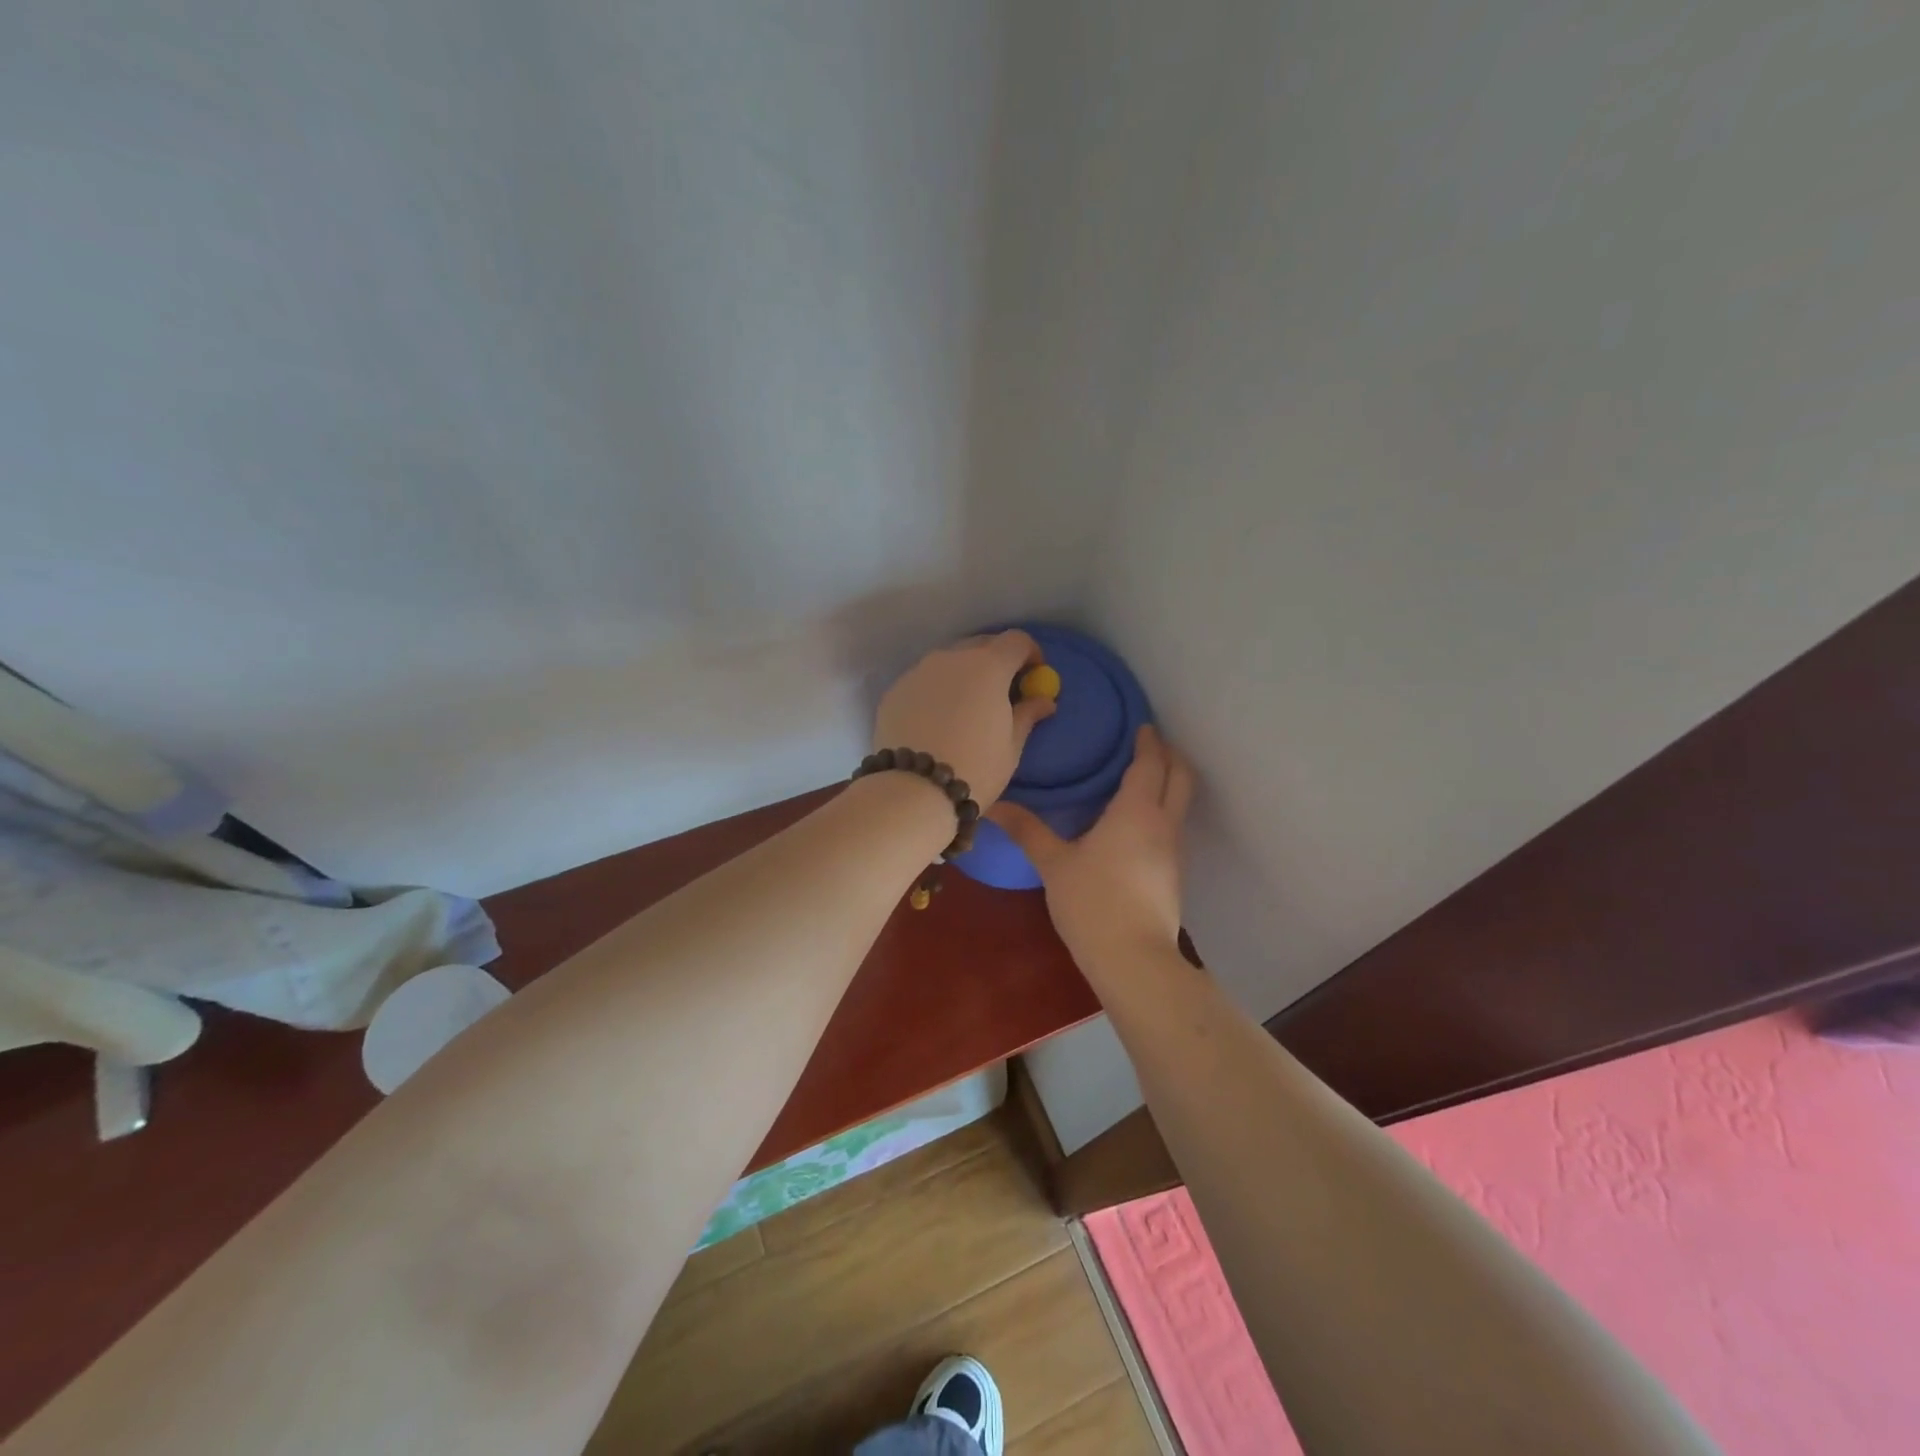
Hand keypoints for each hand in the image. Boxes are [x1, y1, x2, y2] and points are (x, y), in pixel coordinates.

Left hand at [872, 631, 1056, 806]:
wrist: (914, 791)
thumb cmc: (976, 768)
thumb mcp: (1011, 745)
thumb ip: (1027, 715)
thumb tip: (1044, 701)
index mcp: (988, 666)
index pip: (1016, 641)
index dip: (1030, 654)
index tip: (1033, 674)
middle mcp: (951, 658)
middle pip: (981, 645)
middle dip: (995, 661)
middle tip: (1001, 690)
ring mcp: (918, 671)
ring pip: (948, 661)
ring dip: (963, 674)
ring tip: (966, 707)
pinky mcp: (895, 690)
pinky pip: (923, 681)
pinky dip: (936, 690)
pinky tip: (936, 720)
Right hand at [989, 724, 1193, 966]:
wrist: (1134, 959)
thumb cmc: (1093, 902)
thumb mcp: (1054, 864)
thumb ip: (1027, 830)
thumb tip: (993, 805)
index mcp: (1136, 811)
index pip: (1150, 763)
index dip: (1148, 741)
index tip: (1141, 724)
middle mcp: (1163, 823)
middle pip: (1181, 776)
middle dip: (1170, 755)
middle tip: (1148, 743)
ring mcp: (1174, 850)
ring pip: (1181, 803)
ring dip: (1169, 783)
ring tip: (1141, 777)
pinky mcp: (1173, 874)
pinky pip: (1173, 826)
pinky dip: (1163, 810)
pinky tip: (1137, 823)